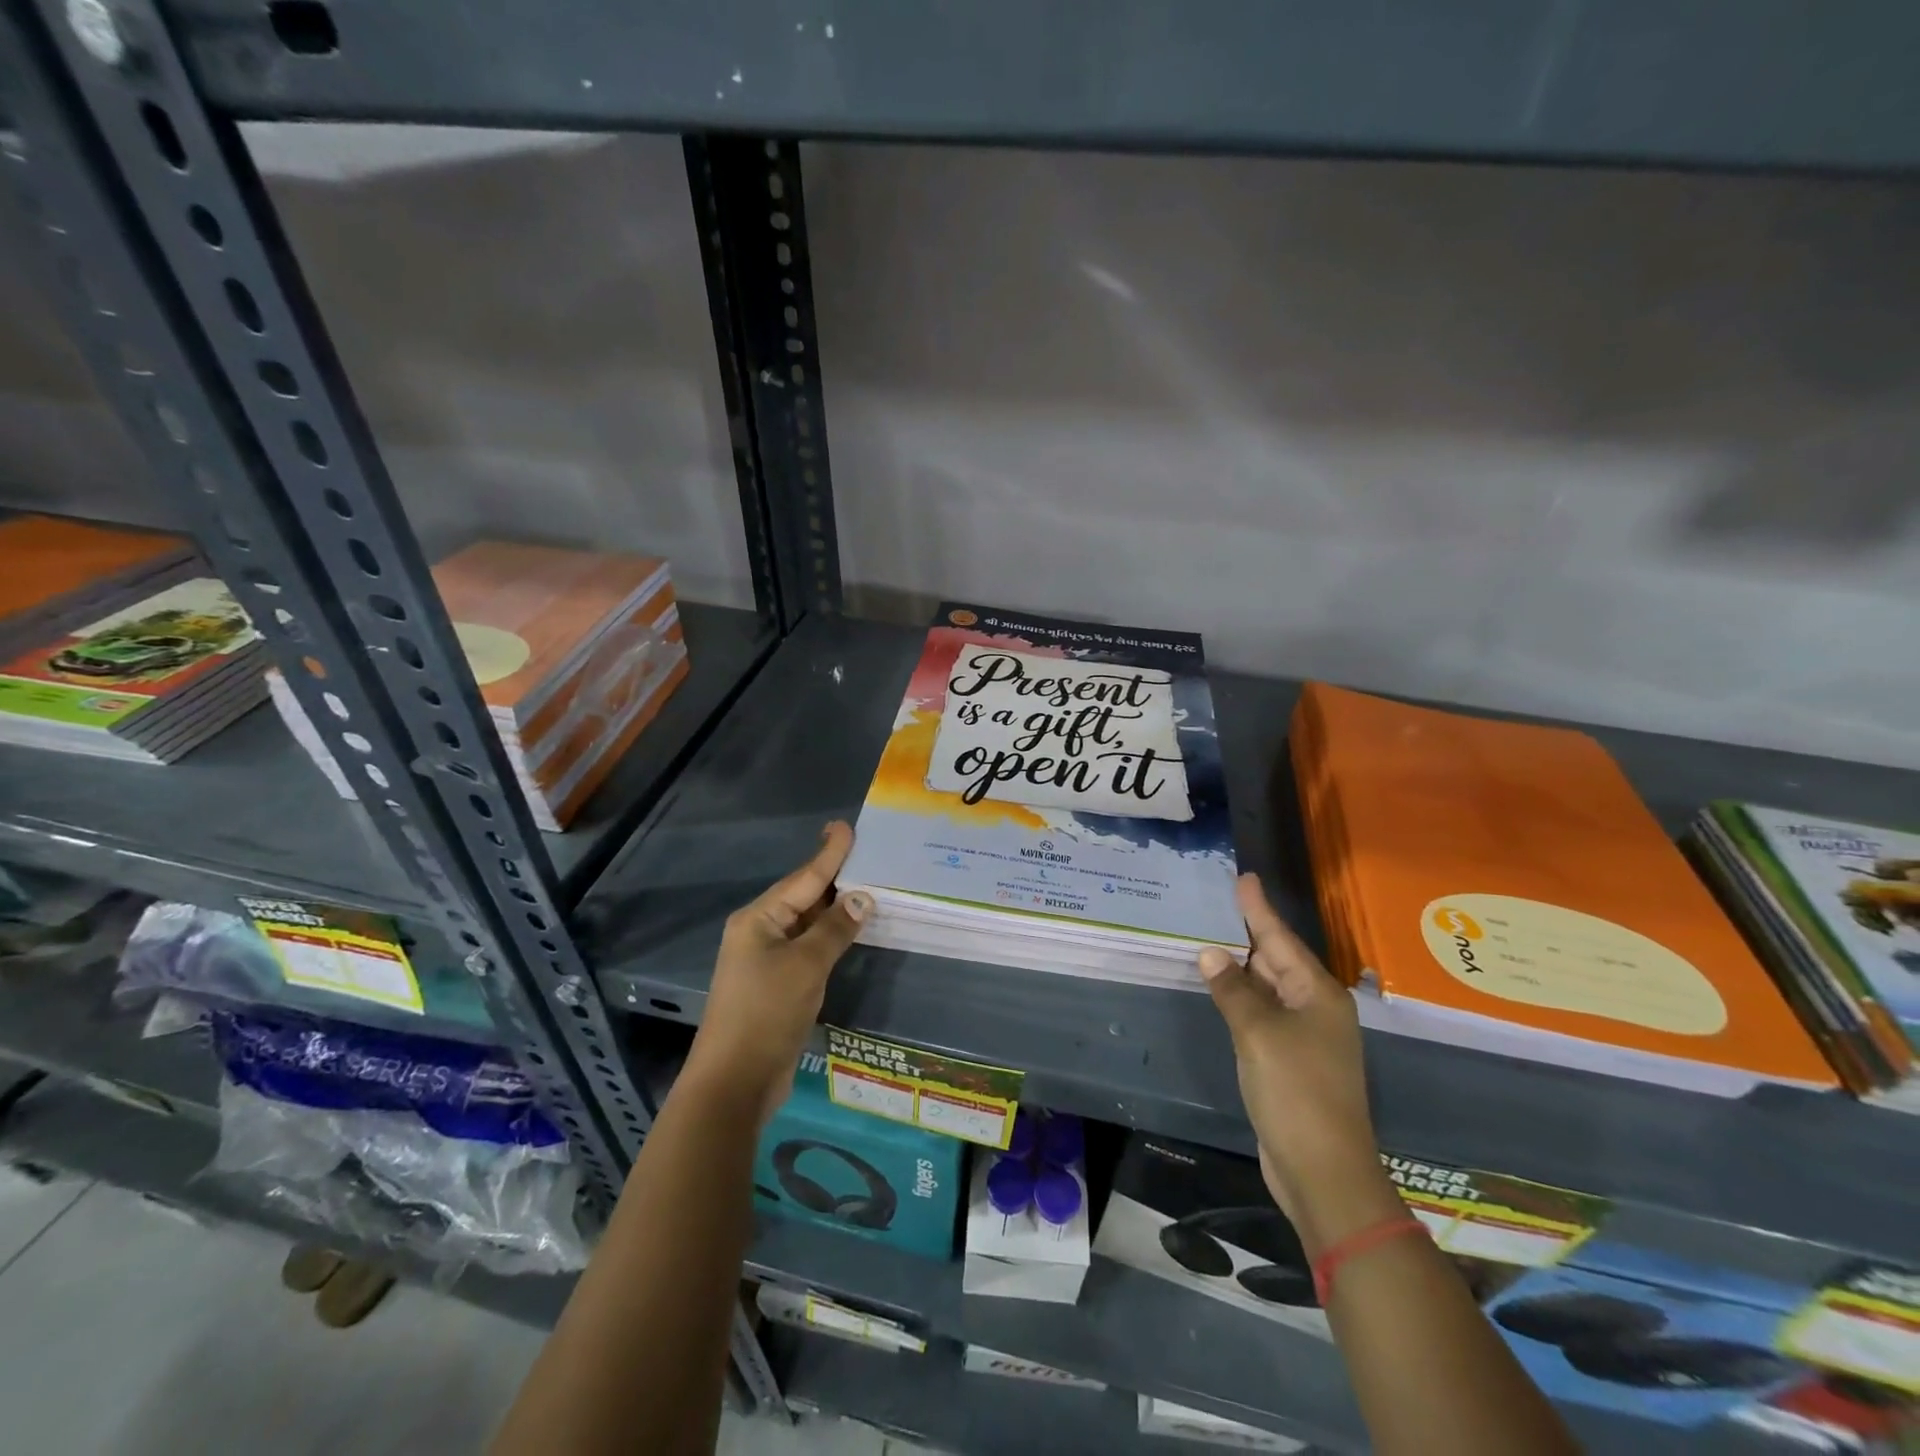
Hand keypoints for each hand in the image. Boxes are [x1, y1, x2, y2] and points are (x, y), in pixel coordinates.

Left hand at [685, 821, 870, 1124]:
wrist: (734, 1082)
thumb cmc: (766, 1013)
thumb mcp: (806, 966)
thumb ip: (834, 929)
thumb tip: (861, 898)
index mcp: (758, 919)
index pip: (803, 878)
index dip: (828, 853)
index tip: (845, 826)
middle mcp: (760, 932)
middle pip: (803, 896)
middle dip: (834, 876)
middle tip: (866, 852)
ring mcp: (767, 960)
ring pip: (807, 924)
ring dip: (834, 908)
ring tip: (866, 885)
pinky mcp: (777, 985)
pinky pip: (808, 948)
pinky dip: (830, 937)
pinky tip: (851, 930)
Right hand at [1198, 875, 1399, 1253]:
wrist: (1323, 1171)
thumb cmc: (1295, 1092)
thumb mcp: (1258, 1034)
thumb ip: (1232, 991)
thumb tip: (1210, 954)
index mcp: (1317, 994)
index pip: (1280, 939)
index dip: (1258, 909)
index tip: (1244, 878)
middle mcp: (1315, 1009)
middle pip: (1276, 960)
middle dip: (1247, 935)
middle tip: (1217, 905)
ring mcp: (1305, 1037)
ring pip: (1268, 989)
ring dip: (1241, 968)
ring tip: (1212, 939)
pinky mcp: (1290, 1061)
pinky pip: (1262, 1015)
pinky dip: (1241, 999)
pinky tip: (1221, 990)